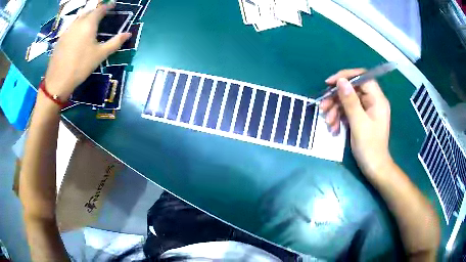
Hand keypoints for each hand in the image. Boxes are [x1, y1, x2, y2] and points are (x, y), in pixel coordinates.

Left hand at [44, 3, 130, 100]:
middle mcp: (78, 22)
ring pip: (78, 17)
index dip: (108, 6)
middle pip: (88, 11)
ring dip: (86, 16)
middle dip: (96, 10)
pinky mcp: (60, 38)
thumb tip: (128, 34)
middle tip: (102, 12)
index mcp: (89, 23)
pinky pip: (71, 26)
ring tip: (90, 20)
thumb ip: (115, 42)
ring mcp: (67, 30)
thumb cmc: (81, 66)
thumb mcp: (100, 55)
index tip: (113, 4)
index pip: (101, 9)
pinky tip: (77, 32)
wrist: (58, 80)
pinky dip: (77, 25)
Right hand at [320, 69, 391, 175]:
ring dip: (335, 109)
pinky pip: (348, 111)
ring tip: (328, 122)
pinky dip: (339, 117)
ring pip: (348, 101)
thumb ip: (350, 101)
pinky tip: (333, 128)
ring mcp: (367, 110)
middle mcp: (373, 101)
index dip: (345, 76)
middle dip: (336, 98)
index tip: (329, 83)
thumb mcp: (358, 123)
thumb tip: (340, 81)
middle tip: (323, 108)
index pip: (362, 77)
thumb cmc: (369, 147)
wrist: (374, 168)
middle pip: (352, 90)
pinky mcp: (362, 118)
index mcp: (377, 99)